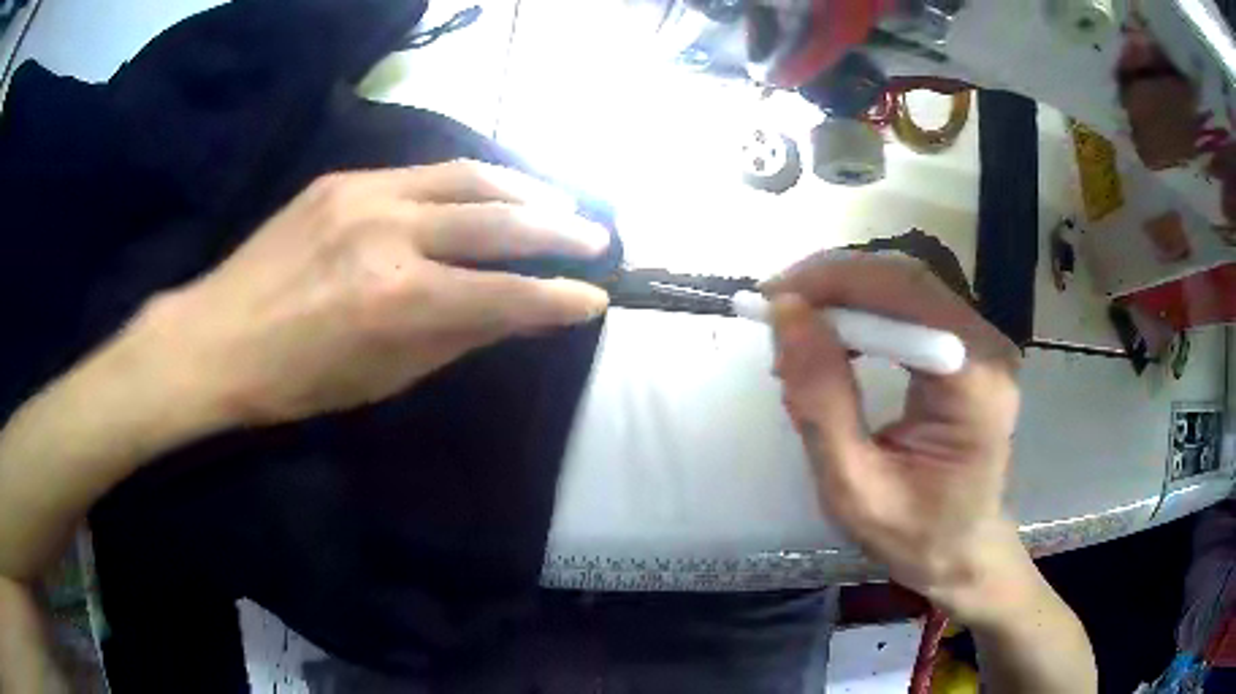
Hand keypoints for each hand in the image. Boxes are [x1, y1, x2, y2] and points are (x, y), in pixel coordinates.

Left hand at [138, 161, 610, 426]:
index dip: (558, 297)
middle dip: (558, 228)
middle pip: (496, 218)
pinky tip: (489, 191)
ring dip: (522, 188)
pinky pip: (422, 172)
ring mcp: (363, 195)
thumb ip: (457, 336)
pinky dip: (468, 181)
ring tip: (557, 200)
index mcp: (396, 301)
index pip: (503, 293)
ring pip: (465, 176)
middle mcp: (388, 235)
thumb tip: (520, 313)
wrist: (217, 337)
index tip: (595, 296)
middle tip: (596, 234)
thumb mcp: (383, 377)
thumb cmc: (297, 381)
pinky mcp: (342, 180)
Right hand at [765, 253, 1028, 623]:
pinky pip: (910, 306)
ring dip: (844, 296)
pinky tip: (832, 337)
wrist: (964, 550)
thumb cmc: (915, 535)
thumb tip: (786, 315)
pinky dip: (862, 311)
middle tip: (776, 312)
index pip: (905, 296)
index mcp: (975, 383)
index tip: (772, 301)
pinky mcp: (970, 346)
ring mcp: (983, 341)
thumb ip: (822, 401)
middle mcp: (988, 346)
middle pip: (906, 280)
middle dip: (833, 285)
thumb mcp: (853, 487)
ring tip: (795, 329)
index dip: (835, 285)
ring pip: (905, 285)